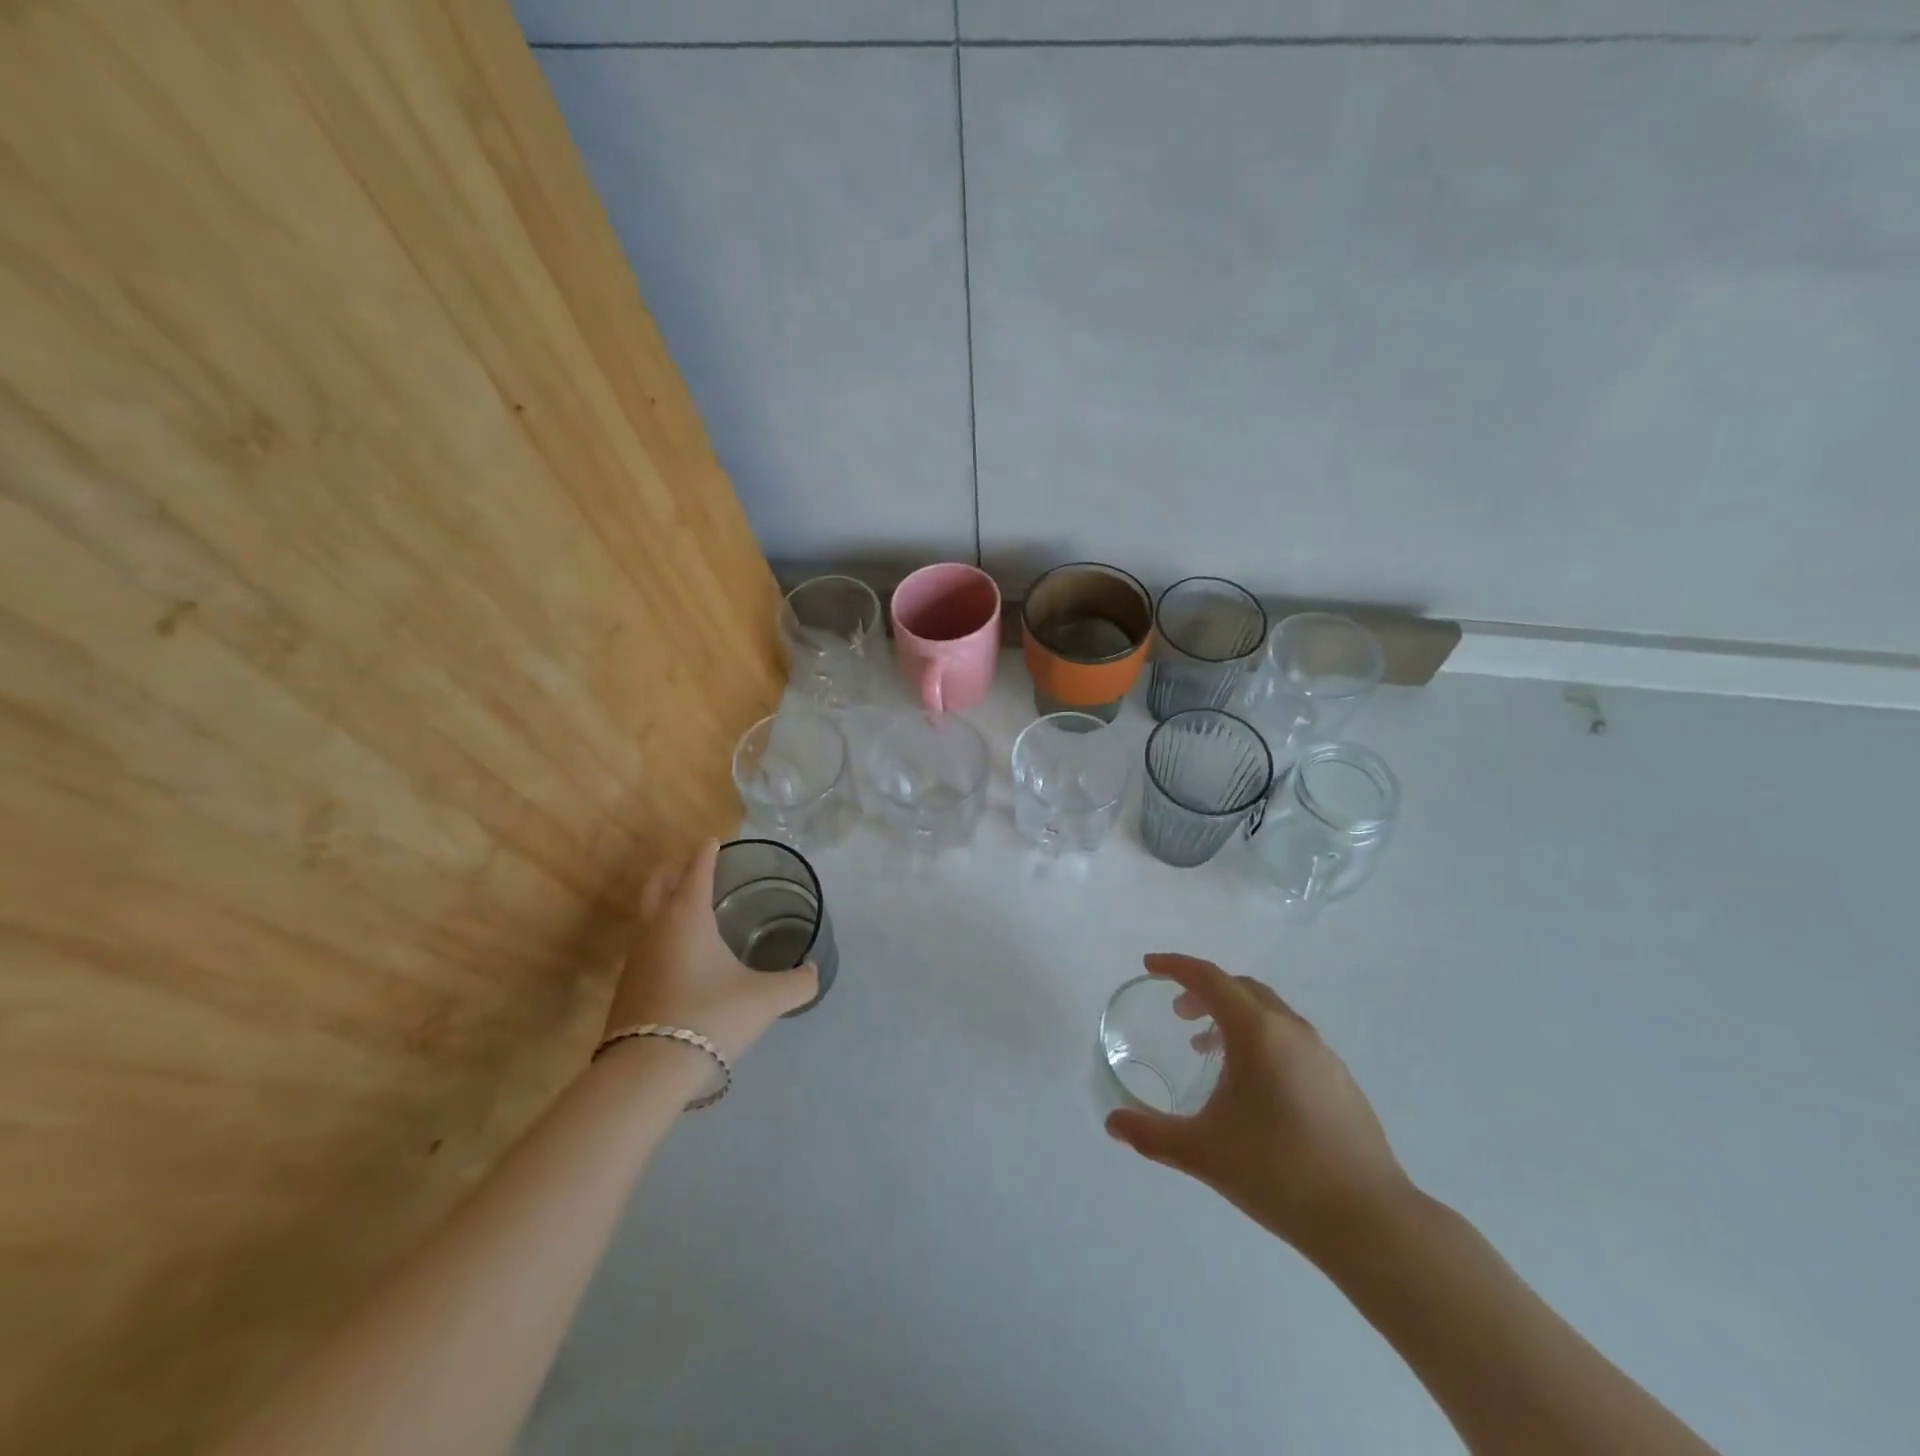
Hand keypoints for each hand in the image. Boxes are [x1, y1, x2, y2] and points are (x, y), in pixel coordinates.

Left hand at [603, 840, 818, 1062]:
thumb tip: (814, 972)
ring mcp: (635, 959)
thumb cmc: (710, 1017)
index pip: (696, 871)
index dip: (707, 853)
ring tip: (687, 907)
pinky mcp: (626, 988)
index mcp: (688, 917)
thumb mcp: (766, 999)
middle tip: (694, 865)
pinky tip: (678, 955)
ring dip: (664, 902)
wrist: (647, 1072)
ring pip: (646, 915)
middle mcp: (656, 929)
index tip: (714, 840)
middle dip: (675, 870)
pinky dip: (660, 934)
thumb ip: (797, 983)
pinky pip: (644, 945)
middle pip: (658, 884)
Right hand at [1105, 953, 1413, 1262]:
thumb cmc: (1278, 1173)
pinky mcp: (1340, 1080)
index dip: (1176, 967)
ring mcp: (1322, 1054)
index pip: (1209, 979)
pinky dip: (1260, 1039)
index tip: (1150, 967)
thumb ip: (1151, 1134)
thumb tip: (1112, 1123)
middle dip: (1204, 992)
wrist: (1370, 1221)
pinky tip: (1253, 1086)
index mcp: (1257, 1032)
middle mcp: (1292, 1030)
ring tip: (1209, 1050)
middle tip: (1178, 1014)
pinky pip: (1290, 1038)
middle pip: (1241, 989)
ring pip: (1269, 1013)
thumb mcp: (1203, 1152)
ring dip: (1233, 1017)